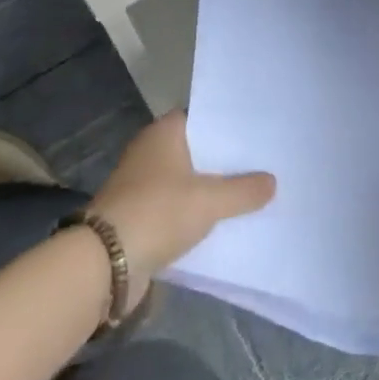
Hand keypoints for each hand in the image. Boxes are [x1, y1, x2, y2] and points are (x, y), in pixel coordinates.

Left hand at [90, 111, 274, 312]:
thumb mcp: (209, 201)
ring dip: (210, 189)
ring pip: (187, 180)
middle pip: (196, 149)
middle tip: (262, 163)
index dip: (228, 125)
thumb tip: (272, 181)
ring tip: (250, 193)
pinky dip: (195, 212)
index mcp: (163, 132)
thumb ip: (243, 191)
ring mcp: (142, 183)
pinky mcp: (139, 213)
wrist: (106, 263)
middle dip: (224, 160)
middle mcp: (150, 150)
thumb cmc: (158, 212)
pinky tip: (222, 222)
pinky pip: (176, 206)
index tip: (257, 133)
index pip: (202, 117)